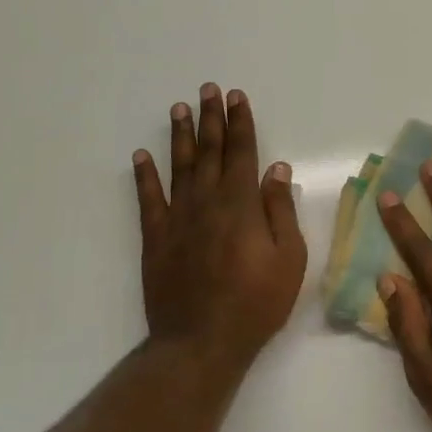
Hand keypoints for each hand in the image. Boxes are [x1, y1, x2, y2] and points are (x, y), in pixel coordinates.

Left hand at [132, 84, 305, 364]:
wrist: (201, 342)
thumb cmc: (256, 303)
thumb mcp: (289, 259)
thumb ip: (281, 211)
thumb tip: (277, 170)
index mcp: (242, 205)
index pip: (242, 152)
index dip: (240, 123)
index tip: (236, 97)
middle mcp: (207, 202)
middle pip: (209, 151)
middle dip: (211, 118)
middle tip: (208, 89)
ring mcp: (178, 219)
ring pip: (178, 167)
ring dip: (180, 136)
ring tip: (179, 108)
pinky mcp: (156, 239)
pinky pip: (148, 200)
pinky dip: (144, 176)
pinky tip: (142, 156)